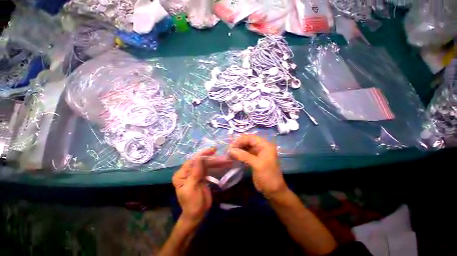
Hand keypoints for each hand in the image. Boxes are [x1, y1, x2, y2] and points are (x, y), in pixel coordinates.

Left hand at [172, 148, 215, 224]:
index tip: (213, 150)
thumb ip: (195, 172)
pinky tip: (221, 163)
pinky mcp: (202, 176)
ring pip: (205, 164)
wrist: (197, 214)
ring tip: (224, 159)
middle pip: (200, 161)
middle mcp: (187, 172)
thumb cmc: (192, 203)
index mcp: (181, 174)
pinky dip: (215, 166)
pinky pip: (208, 168)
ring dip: (215, 161)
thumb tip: (200, 157)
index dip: (202, 154)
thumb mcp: (192, 187)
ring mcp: (195, 173)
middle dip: (211, 158)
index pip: (192, 161)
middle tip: (221, 154)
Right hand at [229, 135, 287, 198]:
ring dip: (237, 150)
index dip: (241, 140)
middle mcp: (261, 147)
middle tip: (229, 151)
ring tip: (229, 154)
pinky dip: (239, 155)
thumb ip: (244, 156)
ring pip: (245, 147)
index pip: (251, 138)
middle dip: (238, 145)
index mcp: (265, 145)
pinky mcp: (253, 159)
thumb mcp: (257, 164)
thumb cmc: (268, 176)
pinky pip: (245, 153)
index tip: (231, 146)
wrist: (273, 190)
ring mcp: (257, 153)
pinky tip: (233, 157)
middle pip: (247, 142)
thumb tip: (231, 150)